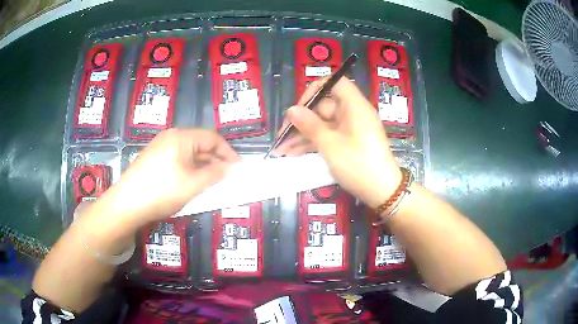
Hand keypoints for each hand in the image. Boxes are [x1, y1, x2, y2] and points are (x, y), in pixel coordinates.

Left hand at [100, 129, 239, 225]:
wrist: (126, 204)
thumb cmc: (162, 192)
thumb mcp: (193, 184)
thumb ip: (215, 173)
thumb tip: (230, 168)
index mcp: (181, 137)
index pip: (212, 138)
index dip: (228, 152)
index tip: (239, 167)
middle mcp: (170, 137)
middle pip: (200, 143)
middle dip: (216, 159)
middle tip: (227, 176)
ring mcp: (160, 146)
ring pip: (189, 152)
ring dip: (203, 164)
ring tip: (211, 181)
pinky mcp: (153, 158)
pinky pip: (178, 158)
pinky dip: (190, 168)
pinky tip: (191, 181)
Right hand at [274, 77, 400, 208]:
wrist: (382, 192)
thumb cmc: (358, 165)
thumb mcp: (330, 145)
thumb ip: (309, 125)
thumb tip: (291, 110)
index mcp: (354, 106)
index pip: (334, 83)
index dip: (315, 90)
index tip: (299, 107)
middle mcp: (353, 113)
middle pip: (323, 107)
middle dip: (301, 121)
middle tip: (282, 137)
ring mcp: (351, 129)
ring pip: (322, 124)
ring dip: (302, 135)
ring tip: (282, 150)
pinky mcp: (349, 142)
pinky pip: (328, 136)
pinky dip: (313, 143)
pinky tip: (293, 154)